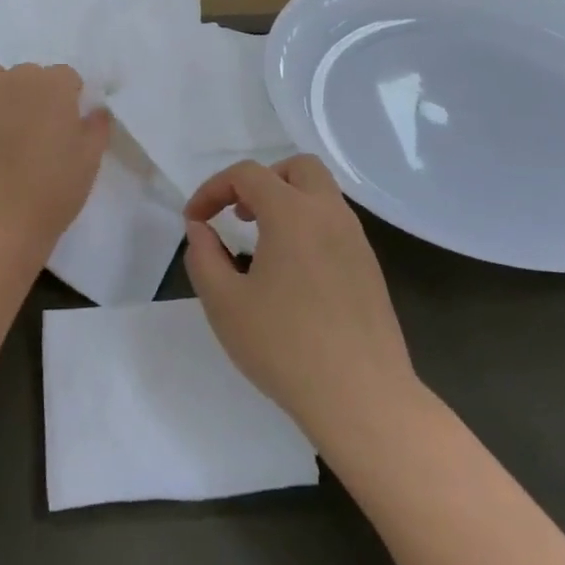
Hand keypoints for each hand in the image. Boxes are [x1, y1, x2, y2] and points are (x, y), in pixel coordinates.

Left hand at [0, 63, 110, 266]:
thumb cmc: (51, 191)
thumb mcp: (89, 162)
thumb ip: (96, 127)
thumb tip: (95, 111)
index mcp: (54, 86)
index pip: (66, 77)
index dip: (69, 99)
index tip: (66, 125)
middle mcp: (17, 79)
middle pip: (30, 75)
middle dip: (36, 95)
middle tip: (37, 131)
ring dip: (4, 93)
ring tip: (6, 128)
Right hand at [183, 156, 418, 441]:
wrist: (362, 397)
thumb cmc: (284, 346)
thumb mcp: (224, 303)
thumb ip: (204, 256)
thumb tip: (200, 228)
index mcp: (292, 213)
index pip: (247, 175)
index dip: (212, 189)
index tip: (194, 220)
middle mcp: (329, 214)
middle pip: (297, 167)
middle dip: (261, 181)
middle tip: (239, 216)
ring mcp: (356, 240)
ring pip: (321, 194)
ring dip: (287, 202)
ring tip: (262, 245)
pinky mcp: (370, 268)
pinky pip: (335, 225)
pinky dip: (308, 227)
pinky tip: (293, 273)